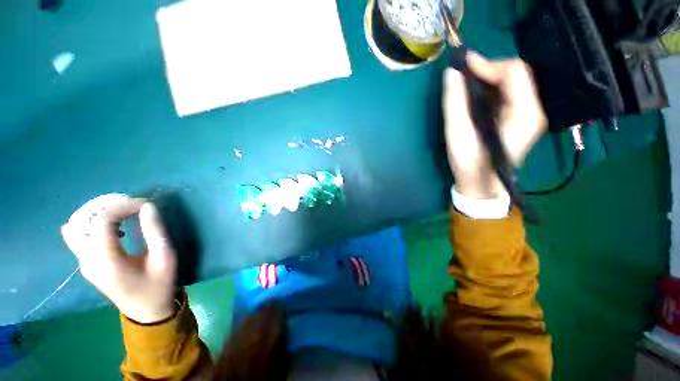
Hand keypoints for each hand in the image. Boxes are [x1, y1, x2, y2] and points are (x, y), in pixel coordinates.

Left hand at [61, 194, 176, 323]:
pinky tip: (112, 226)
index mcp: (108, 262)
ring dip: (95, 213)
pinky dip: (91, 223)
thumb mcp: (165, 257)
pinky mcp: (85, 263)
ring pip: (75, 227)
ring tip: (120, 211)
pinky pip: (78, 235)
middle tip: (130, 204)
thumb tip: (148, 206)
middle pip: (81, 221)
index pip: (102, 222)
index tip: (144, 204)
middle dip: (105, 205)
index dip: (122, 206)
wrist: (145, 310)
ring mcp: (83, 263)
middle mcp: (88, 261)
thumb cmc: (159, 284)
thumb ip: (155, 231)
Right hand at [443, 52, 546, 198]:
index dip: (488, 63)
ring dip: (489, 78)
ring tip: (467, 85)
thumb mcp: (457, 134)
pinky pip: (510, 94)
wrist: (482, 186)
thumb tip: (451, 73)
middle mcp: (533, 110)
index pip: (514, 72)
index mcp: (523, 114)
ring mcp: (529, 115)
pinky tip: (476, 96)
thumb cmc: (470, 163)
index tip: (463, 65)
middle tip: (464, 76)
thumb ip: (454, 103)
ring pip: (513, 82)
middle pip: (517, 74)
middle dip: (489, 69)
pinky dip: (492, 89)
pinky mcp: (521, 119)